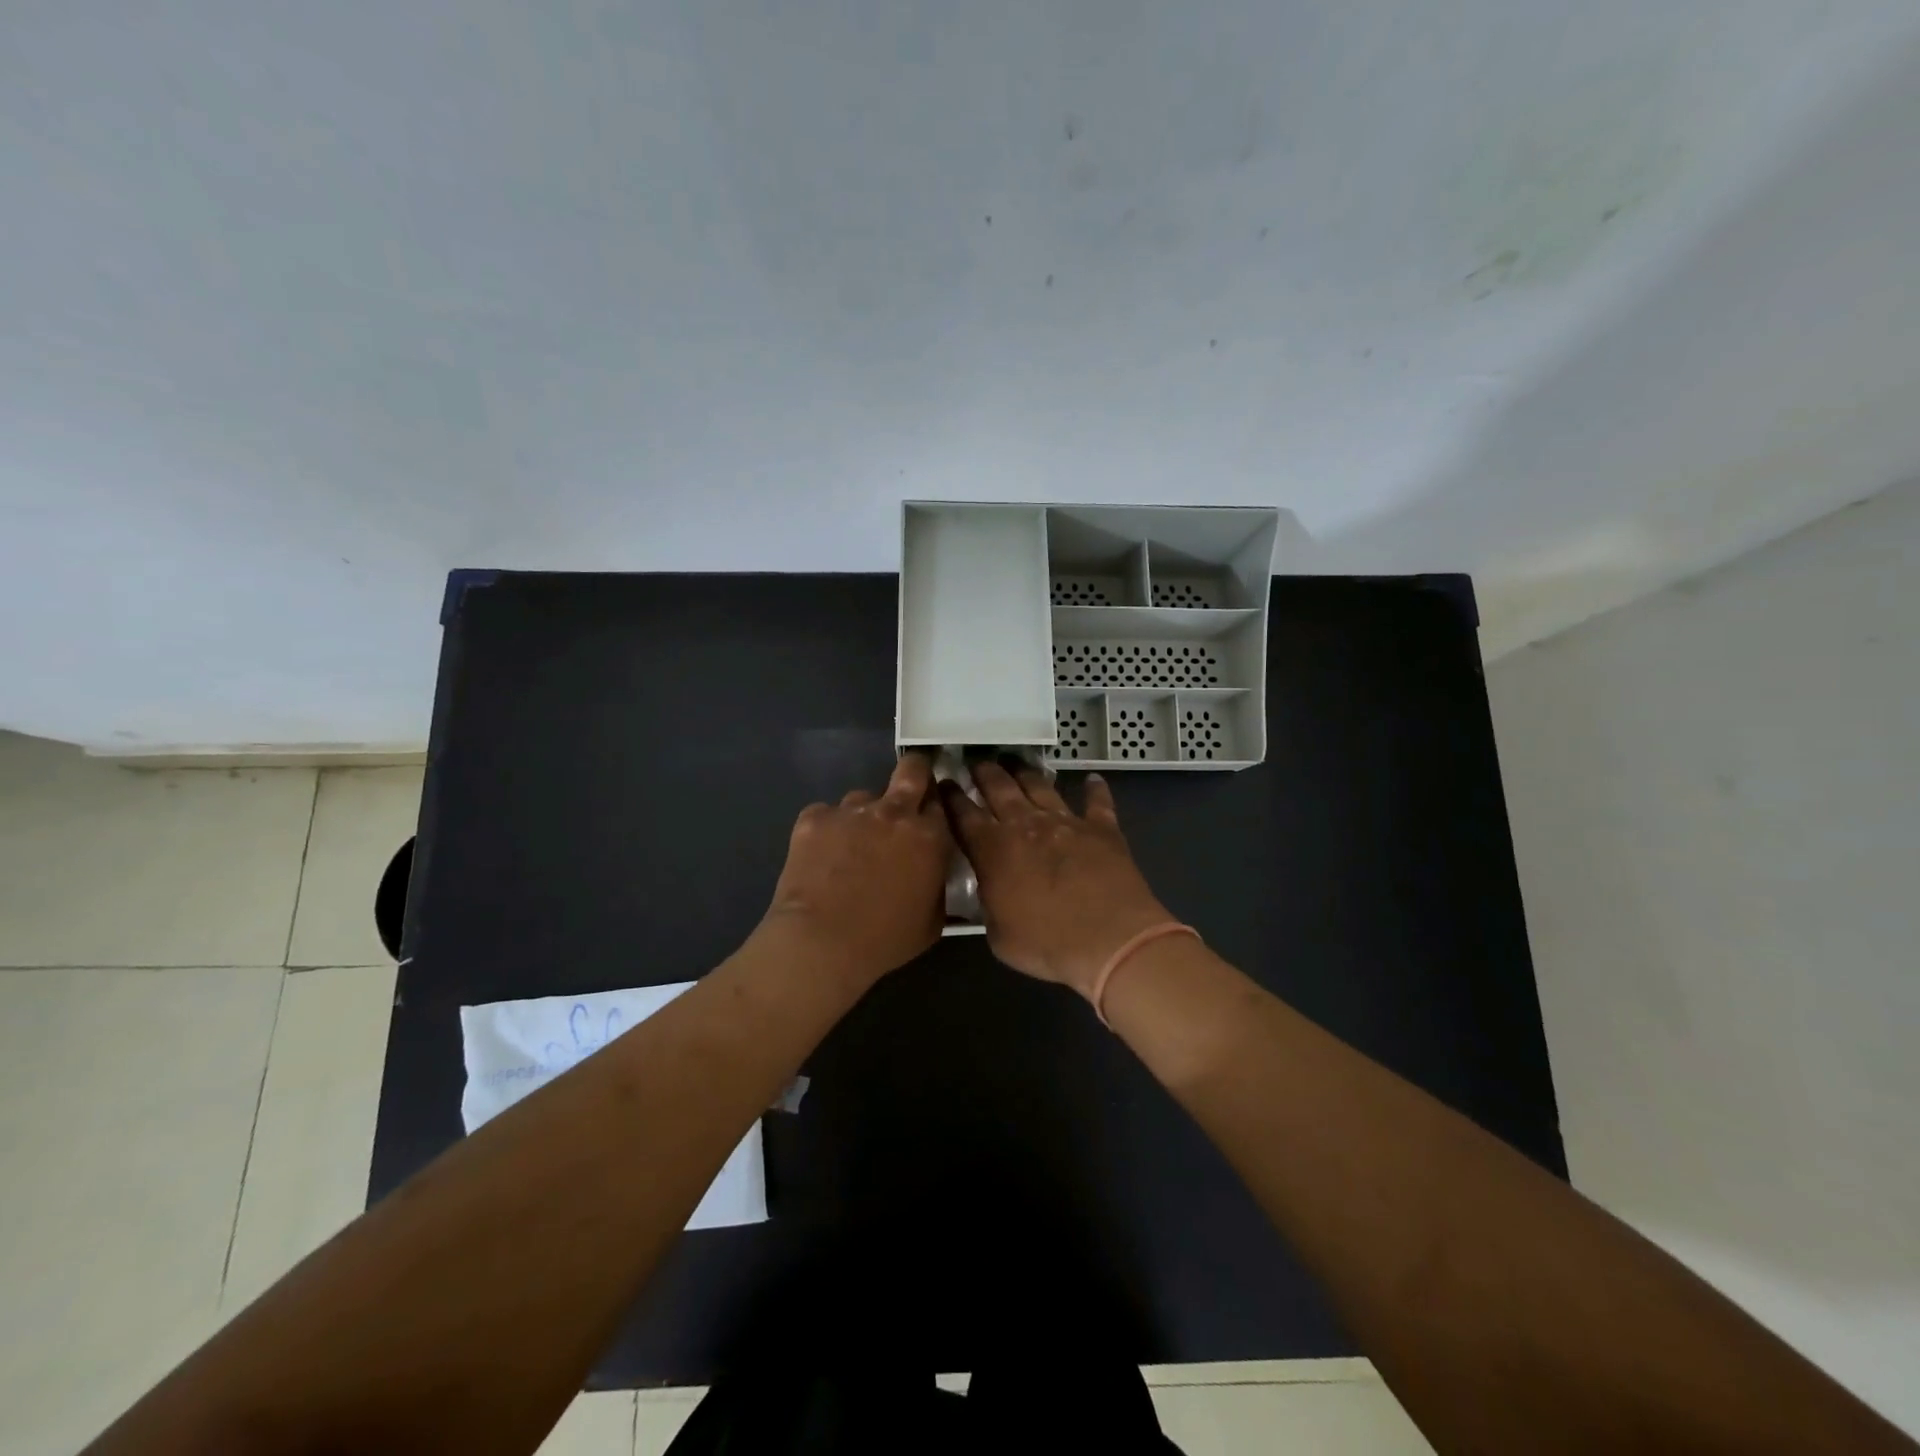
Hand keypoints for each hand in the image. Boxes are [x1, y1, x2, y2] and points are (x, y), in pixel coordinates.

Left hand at [760, 752, 951, 985]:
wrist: (822, 942)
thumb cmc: (885, 939)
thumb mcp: (933, 920)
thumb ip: (938, 885)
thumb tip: (933, 872)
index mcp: (929, 836)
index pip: (941, 803)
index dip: (935, 808)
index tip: (929, 817)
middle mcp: (894, 812)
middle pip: (911, 770)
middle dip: (914, 772)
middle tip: (908, 789)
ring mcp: (851, 810)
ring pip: (863, 798)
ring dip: (863, 816)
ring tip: (851, 846)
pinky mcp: (815, 817)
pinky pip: (826, 814)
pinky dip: (827, 830)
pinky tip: (821, 856)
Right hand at [942, 760, 1172, 996]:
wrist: (1110, 939)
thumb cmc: (1046, 944)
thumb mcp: (999, 935)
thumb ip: (989, 904)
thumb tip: (989, 891)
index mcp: (993, 850)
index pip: (963, 815)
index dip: (951, 797)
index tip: (943, 782)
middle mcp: (1026, 825)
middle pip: (999, 788)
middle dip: (985, 772)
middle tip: (977, 761)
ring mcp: (1065, 822)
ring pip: (1039, 786)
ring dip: (1025, 772)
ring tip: (1015, 761)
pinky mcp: (1101, 828)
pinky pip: (1097, 801)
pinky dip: (1094, 789)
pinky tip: (1092, 778)